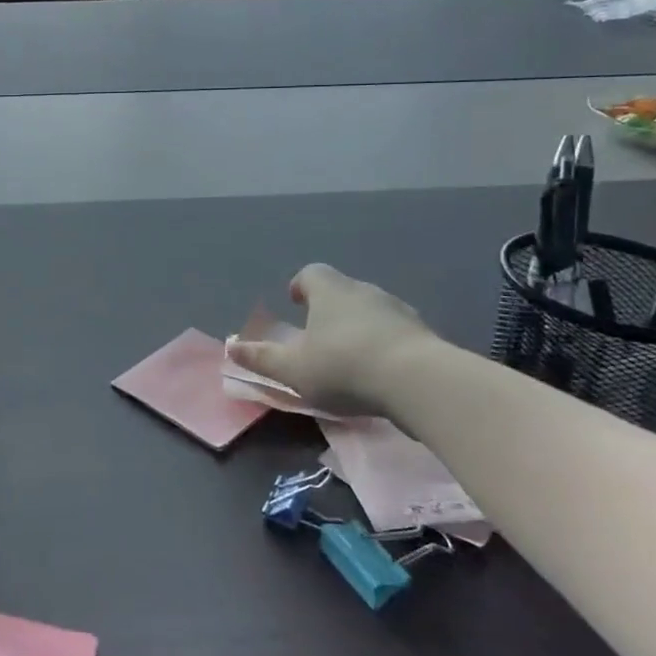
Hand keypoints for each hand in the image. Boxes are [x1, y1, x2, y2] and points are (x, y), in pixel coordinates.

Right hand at [225, 264, 436, 419]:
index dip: (301, 286)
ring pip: (371, 311)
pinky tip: (383, 372)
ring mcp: (398, 310)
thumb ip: (262, 359)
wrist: (420, 382)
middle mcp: (364, 290)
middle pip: (342, 290)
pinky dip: (386, 344)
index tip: (295, 302)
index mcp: (330, 291)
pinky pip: (397, 332)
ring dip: (360, 326)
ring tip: (352, 357)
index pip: (311, 273)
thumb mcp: (294, 369)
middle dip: (330, 308)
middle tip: (320, 335)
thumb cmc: (345, 367)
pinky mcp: (424, 334)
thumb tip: (231, 348)